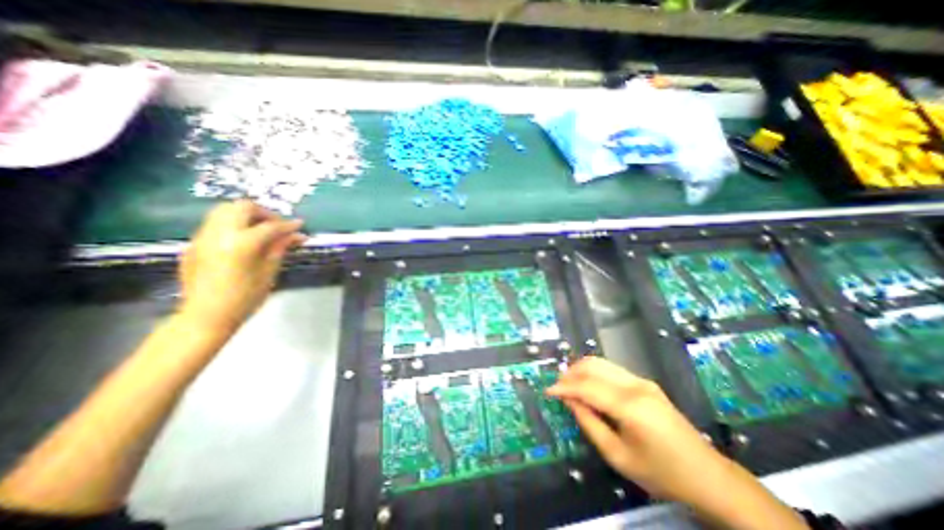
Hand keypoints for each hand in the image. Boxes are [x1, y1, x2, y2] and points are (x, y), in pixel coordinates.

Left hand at [178, 201, 304, 331]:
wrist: (206, 316)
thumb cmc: (245, 297)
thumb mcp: (269, 271)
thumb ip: (280, 248)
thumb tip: (296, 235)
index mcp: (242, 243)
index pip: (270, 226)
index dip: (288, 225)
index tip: (300, 225)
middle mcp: (219, 233)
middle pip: (242, 207)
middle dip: (264, 213)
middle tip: (277, 226)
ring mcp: (203, 237)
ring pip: (224, 211)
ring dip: (246, 215)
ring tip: (261, 230)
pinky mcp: (194, 244)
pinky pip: (215, 224)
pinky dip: (233, 224)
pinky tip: (243, 241)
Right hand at [547, 357, 724, 501]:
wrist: (708, 477)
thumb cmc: (661, 473)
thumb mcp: (618, 456)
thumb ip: (589, 424)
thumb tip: (569, 401)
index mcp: (629, 406)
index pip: (587, 387)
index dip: (564, 387)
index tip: (548, 391)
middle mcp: (634, 385)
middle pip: (592, 367)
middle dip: (570, 373)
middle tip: (557, 386)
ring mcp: (641, 381)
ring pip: (601, 363)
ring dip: (581, 369)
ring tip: (568, 382)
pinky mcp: (645, 383)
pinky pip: (611, 369)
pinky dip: (594, 372)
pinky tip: (587, 383)